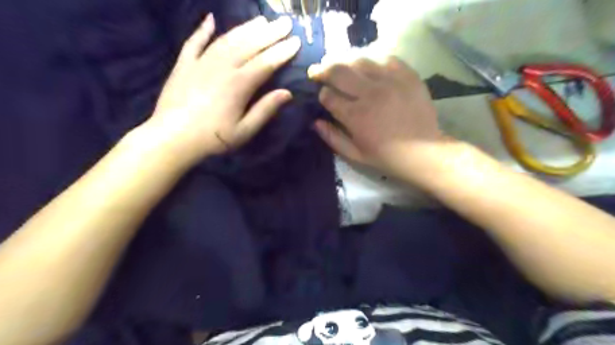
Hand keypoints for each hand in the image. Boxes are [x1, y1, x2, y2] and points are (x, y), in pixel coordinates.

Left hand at [141, 12, 300, 165]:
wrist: (172, 138)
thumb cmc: (213, 138)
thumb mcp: (245, 131)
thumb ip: (265, 110)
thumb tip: (287, 93)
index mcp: (239, 84)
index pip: (266, 63)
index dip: (282, 52)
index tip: (296, 41)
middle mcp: (222, 67)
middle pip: (250, 45)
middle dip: (270, 33)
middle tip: (286, 22)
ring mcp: (201, 62)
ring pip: (227, 39)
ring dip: (246, 28)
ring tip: (261, 19)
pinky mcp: (183, 64)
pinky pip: (194, 41)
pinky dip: (203, 30)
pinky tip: (210, 19)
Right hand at [308, 55, 447, 178]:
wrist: (423, 152)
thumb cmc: (386, 156)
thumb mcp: (355, 154)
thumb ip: (332, 138)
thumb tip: (315, 122)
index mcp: (355, 115)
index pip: (328, 96)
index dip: (322, 94)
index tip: (323, 95)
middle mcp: (370, 93)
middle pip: (339, 71)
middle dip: (323, 69)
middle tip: (318, 70)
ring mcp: (390, 81)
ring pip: (360, 60)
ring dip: (345, 62)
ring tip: (341, 65)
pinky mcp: (407, 75)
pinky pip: (385, 58)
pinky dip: (374, 60)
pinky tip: (370, 67)